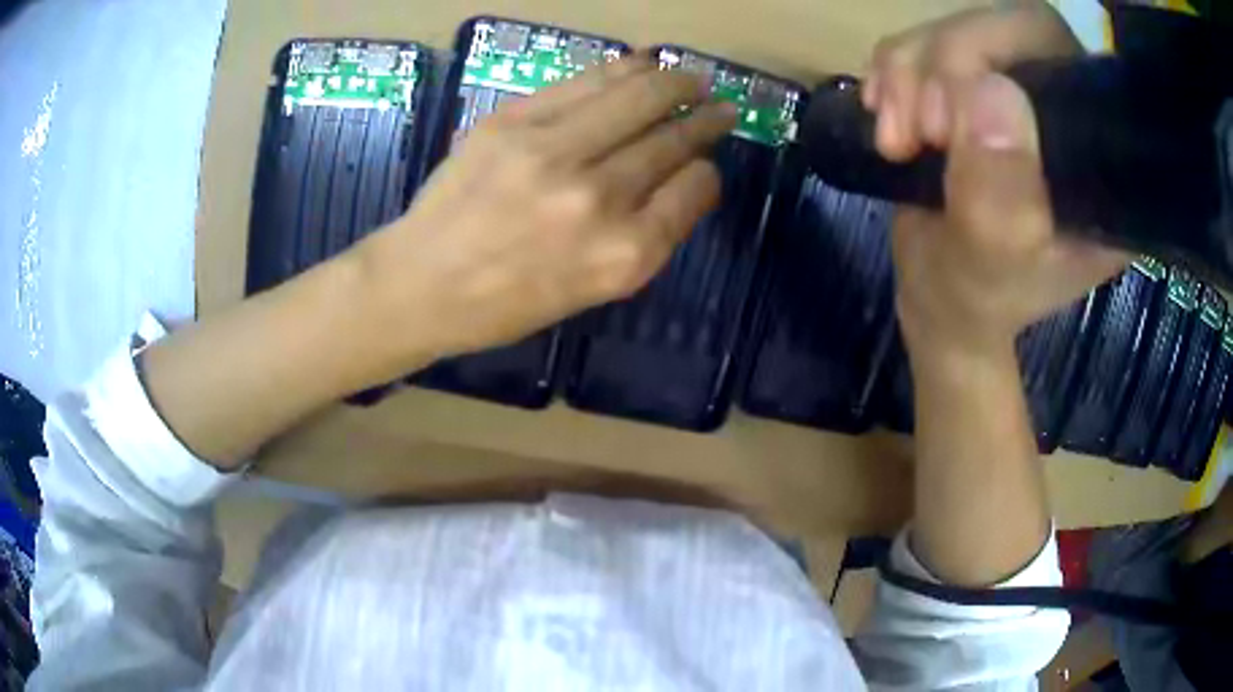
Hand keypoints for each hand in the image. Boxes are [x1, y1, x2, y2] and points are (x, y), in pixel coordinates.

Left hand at [353, 55, 735, 368]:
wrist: (421, 284)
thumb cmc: (507, 304)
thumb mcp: (593, 291)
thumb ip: (642, 236)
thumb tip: (678, 180)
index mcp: (624, 255)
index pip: (694, 189)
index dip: (706, 171)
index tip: (703, 164)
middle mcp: (598, 199)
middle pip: (671, 139)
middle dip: (705, 119)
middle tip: (721, 106)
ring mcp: (552, 152)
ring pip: (636, 99)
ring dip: (673, 83)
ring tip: (691, 78)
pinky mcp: (513, 122)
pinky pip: (584, 84)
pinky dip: (621, 69)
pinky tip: (642, 63)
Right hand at [866, 2, 1127, 361]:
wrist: (939, 296)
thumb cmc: (974, 297)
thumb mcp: (992, 263)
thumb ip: (1000, 193)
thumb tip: (988, 91)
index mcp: (1100, 164)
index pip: (1064, 58)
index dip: (999, 55)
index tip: (948, 124)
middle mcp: (1067, 115)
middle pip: (1006, 29)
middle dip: (941, 67)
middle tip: (915, 132)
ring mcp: (1017, 96)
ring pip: (956, 30)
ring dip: (907, 75)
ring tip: (896, 141)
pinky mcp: (972, 89)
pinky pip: (925, 45)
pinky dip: (892, 74)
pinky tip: (887, 120)